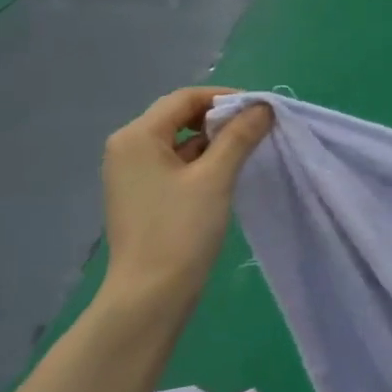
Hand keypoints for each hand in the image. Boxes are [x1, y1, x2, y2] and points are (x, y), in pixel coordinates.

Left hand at [99, 87, 272, 316]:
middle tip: (259, 130)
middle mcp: (128, 148)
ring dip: (214, 141)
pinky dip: (203, 161)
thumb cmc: (181, 230)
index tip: (262, 111)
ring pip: (180, 141)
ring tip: (249, 152)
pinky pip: (175, 163)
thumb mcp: (216, 177)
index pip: (185, 98)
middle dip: (221, 119)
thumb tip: (263, 107)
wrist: (151, 294)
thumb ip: (239, 136)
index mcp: (137, 136)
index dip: (226, 98)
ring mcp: (132, 173)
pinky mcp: (143, 194)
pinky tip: (228, 174)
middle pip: (180, 116)